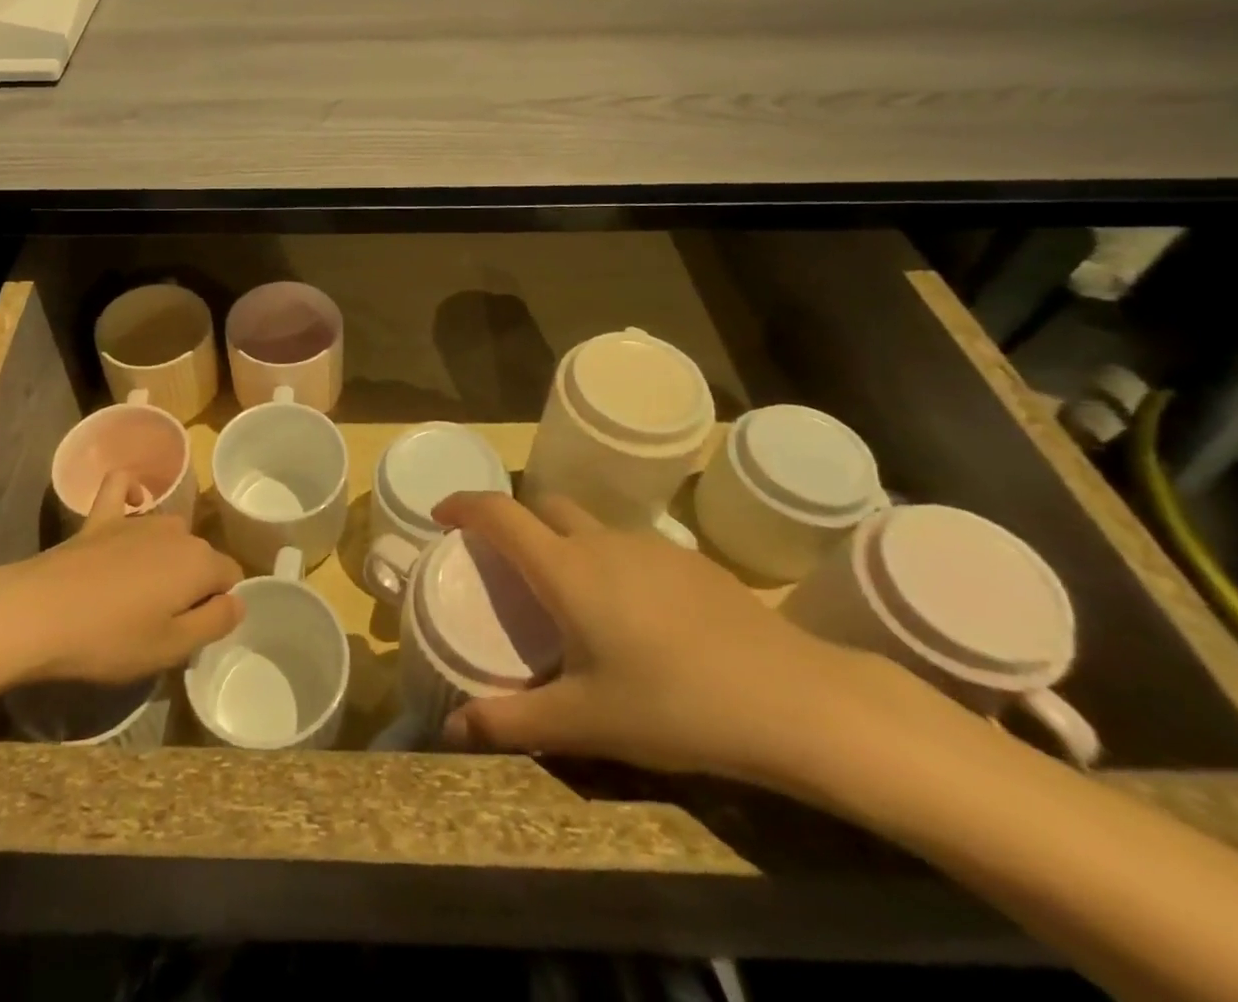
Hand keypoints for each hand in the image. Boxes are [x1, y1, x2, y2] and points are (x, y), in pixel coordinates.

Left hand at [0, 471, 243, 687]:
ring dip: (166, 555)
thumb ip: (215, 622)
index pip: (230, 577)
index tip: (192, 630)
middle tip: (163, 621)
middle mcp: (177, 531)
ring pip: (170, 531)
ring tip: (140, 591)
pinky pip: (123, 487)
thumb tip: (237, 600)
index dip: (218, 604)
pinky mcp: (101, 517)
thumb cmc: (109, 639)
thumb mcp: (171, 648)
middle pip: (200, 556)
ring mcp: (138, 520)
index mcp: (200, 563)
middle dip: (192, 583)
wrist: (37, 614)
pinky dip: (131, 491)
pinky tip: (131, 502)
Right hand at [434, 491, 897, 786]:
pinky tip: (634, 618)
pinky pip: (630, 547)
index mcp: (565, 569)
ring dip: (566, 544)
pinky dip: (609, 562)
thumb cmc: (675, 706)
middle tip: (507, 567)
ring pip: (589, 526)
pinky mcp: (690, 562)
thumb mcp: (585, 722)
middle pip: (544, 508)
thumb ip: (512, 722)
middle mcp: (601, 542)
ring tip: (569, 598)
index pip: (499, 513)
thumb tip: (449, 731)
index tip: (441, 513)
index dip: (464, 504)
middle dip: (516, 524)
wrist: (796, 700)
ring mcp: (650, 546)